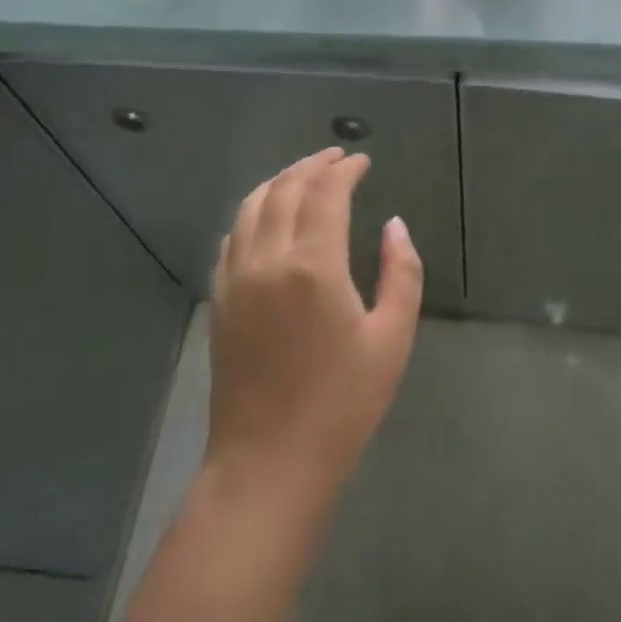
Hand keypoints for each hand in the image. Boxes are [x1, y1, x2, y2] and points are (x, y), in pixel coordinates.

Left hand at [205, 148, 423, 509]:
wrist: (268, 464)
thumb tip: (394, 225)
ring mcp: (236, 277)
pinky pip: (233, 235)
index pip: (326, 192)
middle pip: (286, 189)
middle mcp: (268, 259)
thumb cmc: (342, 405)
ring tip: (305, 174)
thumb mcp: (392, 338)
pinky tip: (268, 215)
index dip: (344, 169)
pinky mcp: (219, 298)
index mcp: (313, 265)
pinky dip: (254, 210)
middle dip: (313, 165)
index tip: (362, 161)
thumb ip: (401, 272)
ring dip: (280, 181)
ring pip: (252, 205)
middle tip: (337, 157)